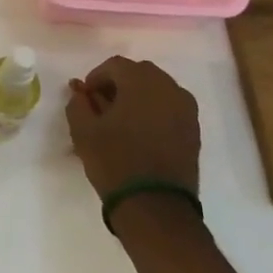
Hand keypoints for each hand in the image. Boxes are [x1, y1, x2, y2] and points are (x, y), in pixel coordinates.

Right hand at [65, 55, 200, 199]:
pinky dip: (154, 111)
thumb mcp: (83, 130)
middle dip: (119, 84)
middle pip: (139, 73)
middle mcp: (168, 88)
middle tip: (102, 106)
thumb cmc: (115, 161)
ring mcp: (186, 109)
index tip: (85, 97)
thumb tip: (80, 92)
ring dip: (138, 96)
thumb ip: (78, 103)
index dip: (96, 78)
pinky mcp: (194, 130)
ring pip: (157, 89)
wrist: (156, 206)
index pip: (115, 65)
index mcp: (141, 82)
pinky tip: (141, 132)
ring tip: (122, 120)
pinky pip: (170, 107)